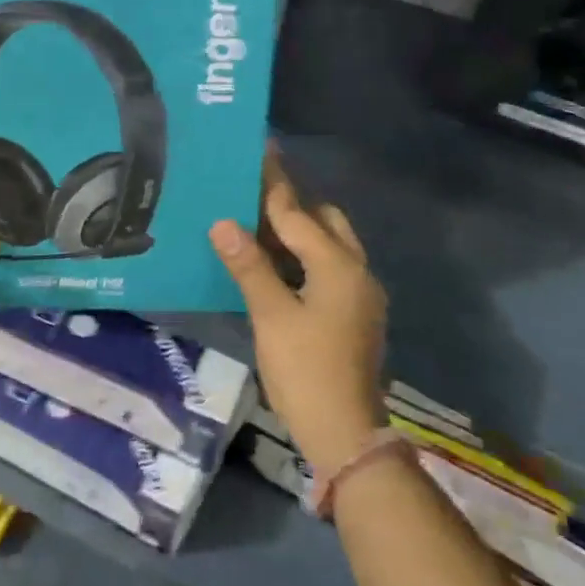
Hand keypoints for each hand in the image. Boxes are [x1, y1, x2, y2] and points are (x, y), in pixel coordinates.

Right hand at [209, 148, 387, 482]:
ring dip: (301, 232)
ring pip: (331, 245)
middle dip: (294, 205)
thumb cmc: (306, 371)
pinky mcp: (356, 314)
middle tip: (256, 195)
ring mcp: (360, 294)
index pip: (298, 214)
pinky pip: (330, 268)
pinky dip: (306, 257)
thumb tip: (224, 222)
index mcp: (338, 265)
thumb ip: (249, 266)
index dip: (275, 185)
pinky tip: (278, 266)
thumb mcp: (271, 316)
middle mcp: (356, 271)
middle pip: (326, 221)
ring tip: (261, 225)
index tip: (262, 152)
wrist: (345, 433)